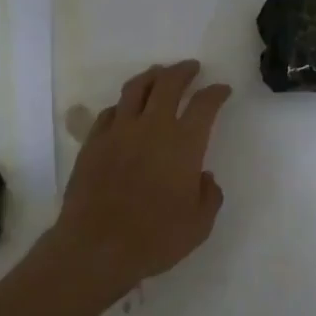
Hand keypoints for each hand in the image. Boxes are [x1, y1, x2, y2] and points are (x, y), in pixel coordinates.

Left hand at [48, 61, 231, 303]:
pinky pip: (110, 112)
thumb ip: (209, 196)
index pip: (204, 105)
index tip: (222, 89)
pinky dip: (123, 105)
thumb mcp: (199, 225)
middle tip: (191, 68)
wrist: (96, 247)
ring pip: (136, 89)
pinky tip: (125, 109)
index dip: (216, 93)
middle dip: (183, 71)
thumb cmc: (155, 238)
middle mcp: (152, 127)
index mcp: (184, 143)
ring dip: (151, 76)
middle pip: (168, 84)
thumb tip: (205, 177)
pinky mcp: (93, 142)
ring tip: (159, 74)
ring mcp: (118, 131)